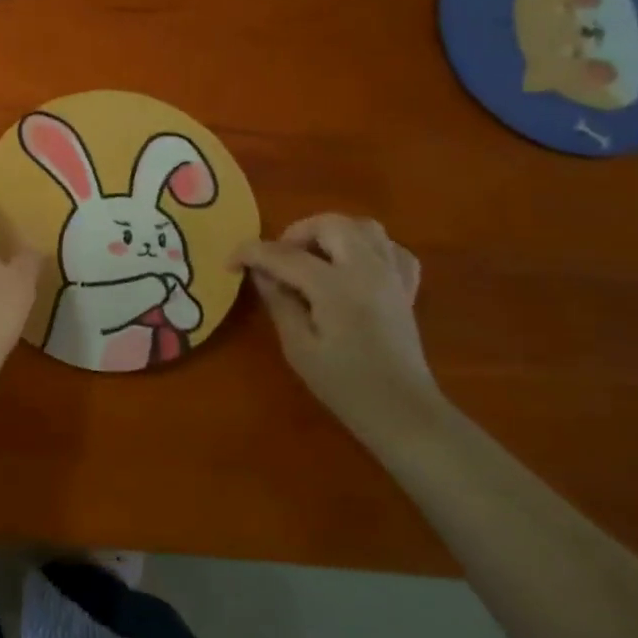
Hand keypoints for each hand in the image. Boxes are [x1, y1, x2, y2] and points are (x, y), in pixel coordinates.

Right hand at [234, 215, 442, 443]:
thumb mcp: (298, 347)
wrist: (403, 413)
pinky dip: (369, 249)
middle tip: (278, 259)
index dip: (251, 253)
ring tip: (313, 258)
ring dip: (333, 233)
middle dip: (296, 233)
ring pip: (364, 227)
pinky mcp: (407, 288)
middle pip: (330, 224)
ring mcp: (392, 276)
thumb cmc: (345, 385)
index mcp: (336, 286)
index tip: (230, 263)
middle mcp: (367, 269)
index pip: (284, 254)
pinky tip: (353, 267)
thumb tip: (261, 272)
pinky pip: (391, 250)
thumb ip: (278, 301)